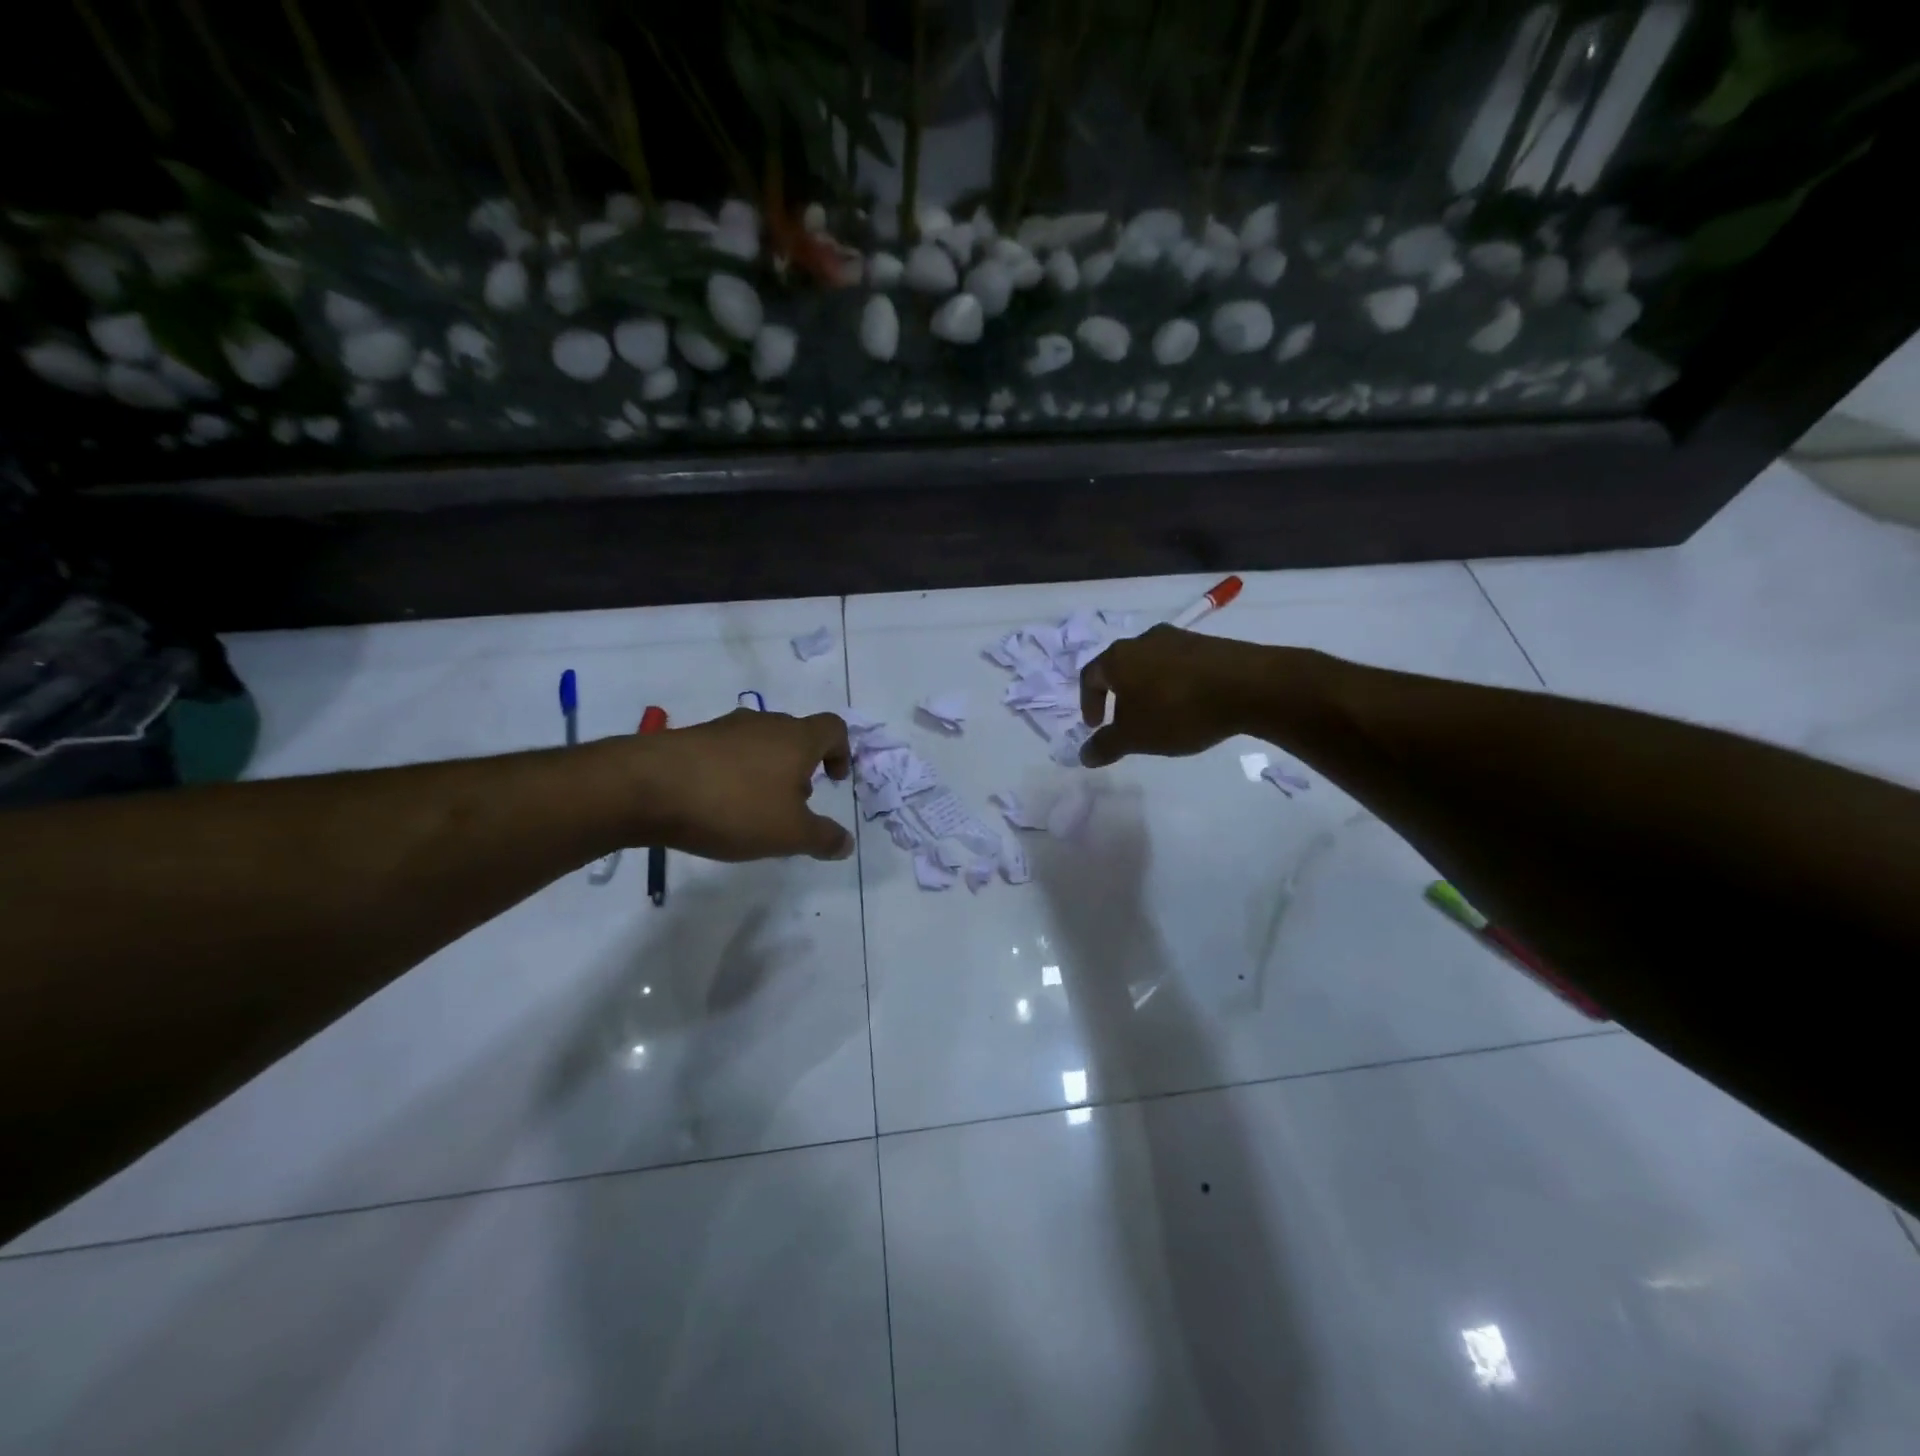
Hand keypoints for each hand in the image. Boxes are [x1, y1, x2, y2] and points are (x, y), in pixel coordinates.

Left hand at [633, 708, 853, 860]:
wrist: (646, 787)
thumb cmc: (733, 806)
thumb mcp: (788, 834)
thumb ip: (823, 838)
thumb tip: (846, 843)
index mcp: (796, 738)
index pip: (833, 728)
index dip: (841, 751)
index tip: (834, 780)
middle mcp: (764, 724)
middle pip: (796, 735)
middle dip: (802, 766)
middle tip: (795, 803)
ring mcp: (724, 728)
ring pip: (760, 744)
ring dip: (767, 771)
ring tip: (755, 809)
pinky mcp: (691, 739)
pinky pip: (726, 753)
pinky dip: (733, 774)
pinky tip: (718, 806)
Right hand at [1078, 625, 1267, 766]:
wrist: (1248, 686)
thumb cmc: (1177, 710)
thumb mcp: (1135, 737)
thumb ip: (1106, 746)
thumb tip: (1084, 755)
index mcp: (1119, 657)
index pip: (1091, 676)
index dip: (1089, 703)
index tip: (1096, 726)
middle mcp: (1144, 640)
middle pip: (1121, 667)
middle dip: (1119, 695)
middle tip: (1126, 722)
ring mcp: (1179, 638)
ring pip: (1151, 664)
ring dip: (1148, 689)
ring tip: (1160, 716)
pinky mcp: (1209, 644)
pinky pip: (1180, 665)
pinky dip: (1175, 685)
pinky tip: (1189, 706)